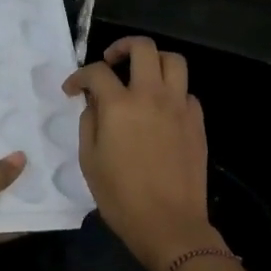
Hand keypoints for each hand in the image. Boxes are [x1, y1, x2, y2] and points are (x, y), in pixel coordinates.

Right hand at [64, 36, 223, 270]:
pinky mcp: (197, 121)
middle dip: (122, 47)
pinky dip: (172, 92)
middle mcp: (152, 96)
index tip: (73, 89)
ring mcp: (179, 106)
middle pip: (143, 48)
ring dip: (154, 61)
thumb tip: (94, 103)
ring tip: (142, 76)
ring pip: (174, 61)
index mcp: (120, 106)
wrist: (168, 223)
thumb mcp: (89, 161)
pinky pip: (187, 92)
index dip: (79, 76)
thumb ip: (89, 123)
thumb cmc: (120, 197)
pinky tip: (161, 110)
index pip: (97, 72)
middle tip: (111, 62)